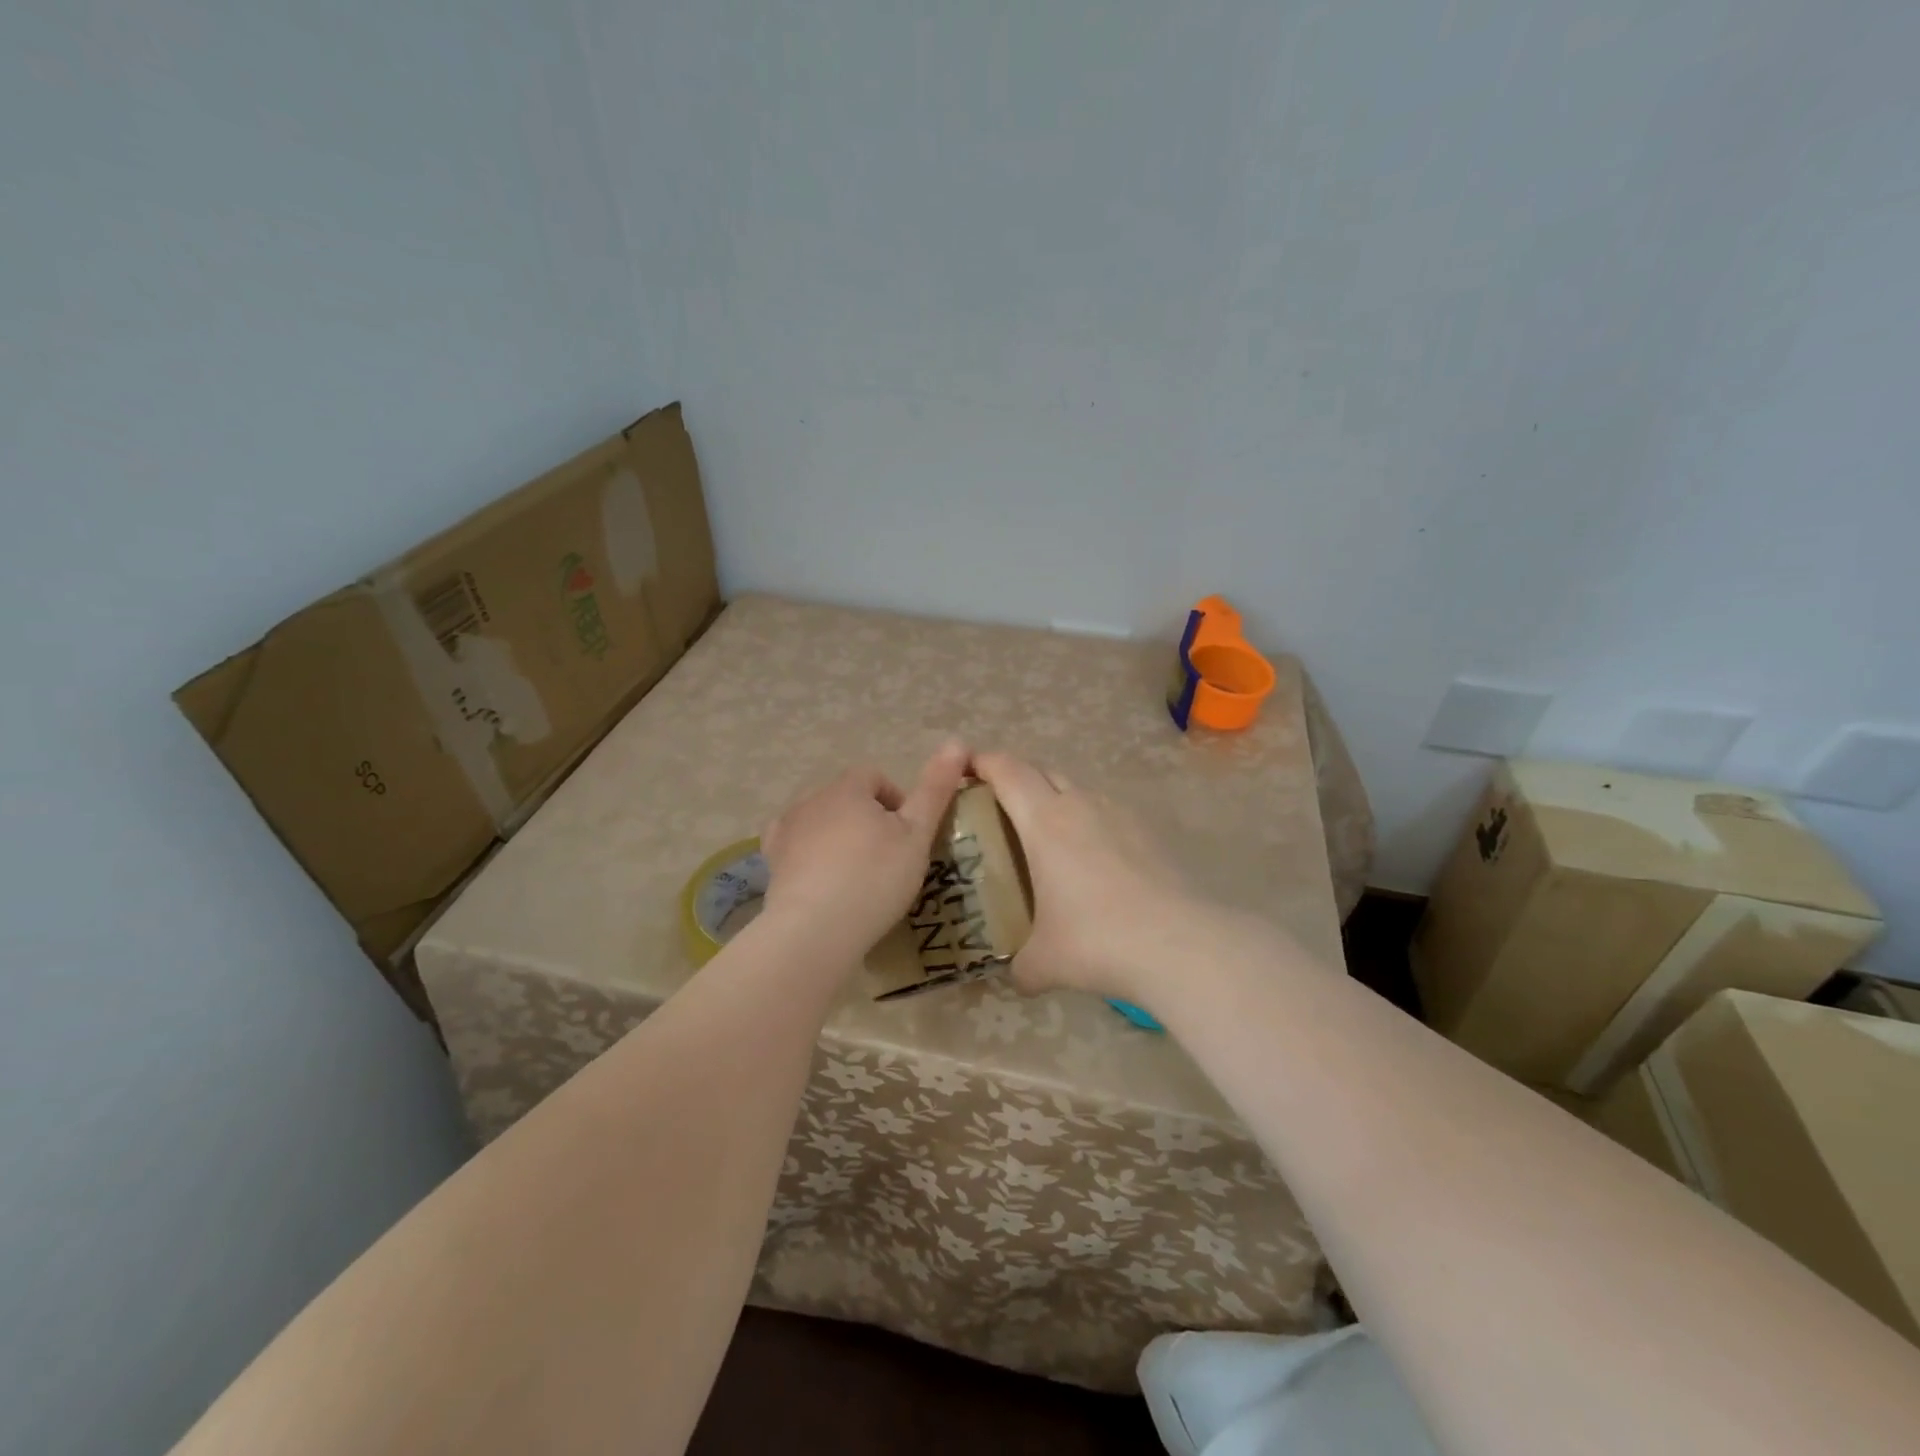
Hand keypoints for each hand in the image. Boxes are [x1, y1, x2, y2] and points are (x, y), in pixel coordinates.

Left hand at [761, 741, 969, 961]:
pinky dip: (810, 858)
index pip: (875, 777)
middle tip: (887, 858)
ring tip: (856, 875)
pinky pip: (795, 848)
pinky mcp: (771, 862)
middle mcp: (811, 799)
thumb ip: (936, 789)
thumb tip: (958, 742)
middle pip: (845, 798)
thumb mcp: (917, 835)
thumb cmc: (874, 878)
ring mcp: (785, 830)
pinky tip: (823, 884)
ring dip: (837, 837)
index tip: (908, 835)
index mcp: (847, 788)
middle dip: (866, 818)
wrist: (814, 930)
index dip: (896, 800)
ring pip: (820, 822)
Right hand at [972, 752, 1220, 1006]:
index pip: (1007, 771)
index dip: (984, 762)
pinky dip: (1090, 823)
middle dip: (1017, 779)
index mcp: (1044, 821)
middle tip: (999, 807)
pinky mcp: (1148, 831)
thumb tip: (1018, 976)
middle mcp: (1080, 804)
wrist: (1177, 944)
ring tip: (1048, 837)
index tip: (966, 768)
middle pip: (1041, 771)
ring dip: (1056, 800)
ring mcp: (1119, 814)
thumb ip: (1021, 965)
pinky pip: (1107, 814)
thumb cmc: (1096, 941)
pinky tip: (1093, 862)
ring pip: (1078, 790)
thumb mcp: (1044, 962)